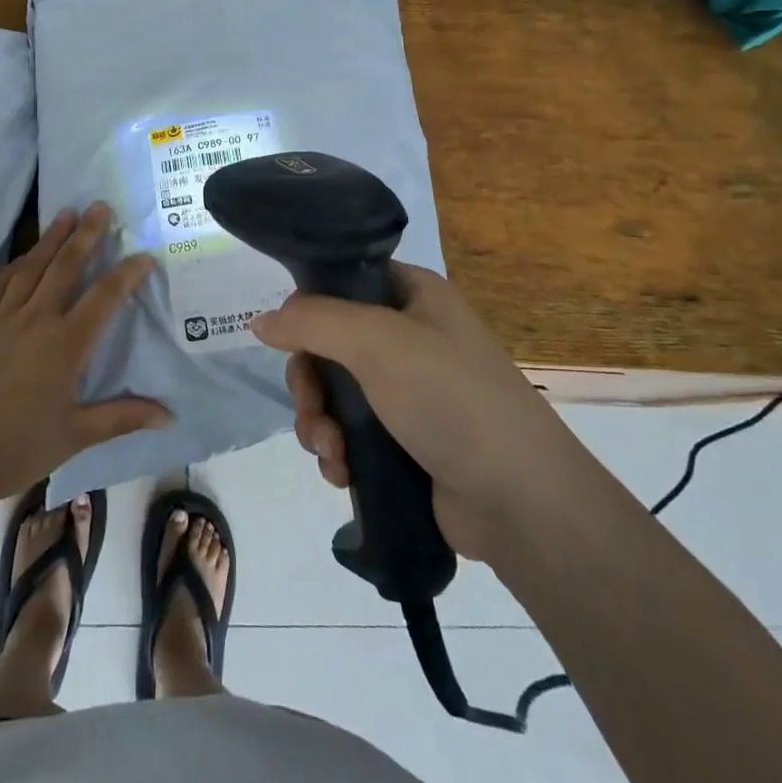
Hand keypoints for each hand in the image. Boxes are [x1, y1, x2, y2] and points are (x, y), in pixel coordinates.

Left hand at [0, 202, 170, 507]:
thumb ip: (121, 417)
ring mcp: (1, 318)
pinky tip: (22, 256)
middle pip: (65, 266)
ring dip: (51, 238)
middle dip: (86, 234)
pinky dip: (14, 264)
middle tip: (99, 206)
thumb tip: (169, 416)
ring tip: (66, 214)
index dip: (127, 273)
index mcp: (64, 345)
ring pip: (31, 267)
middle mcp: (35, 320)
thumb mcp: (75, 436)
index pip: (104, 297)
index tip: (144, 255)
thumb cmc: (15, 449)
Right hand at [253, 263, 583, 561]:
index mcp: (414, 295)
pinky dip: (338, 451)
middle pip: (330, 343)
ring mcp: (410, 392)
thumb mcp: (375, 342)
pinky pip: (351, 433)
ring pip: (335, 393)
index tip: (289, 337)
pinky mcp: (406, 442)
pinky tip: (342, 473)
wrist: (520, 502)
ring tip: (331, 454)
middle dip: (310, 383)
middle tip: (312, 411)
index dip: (310, 305)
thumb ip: (311, 322)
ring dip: (319, 423)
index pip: (344, 281)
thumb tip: (261, 321)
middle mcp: (411, 337)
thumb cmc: (450, 398)